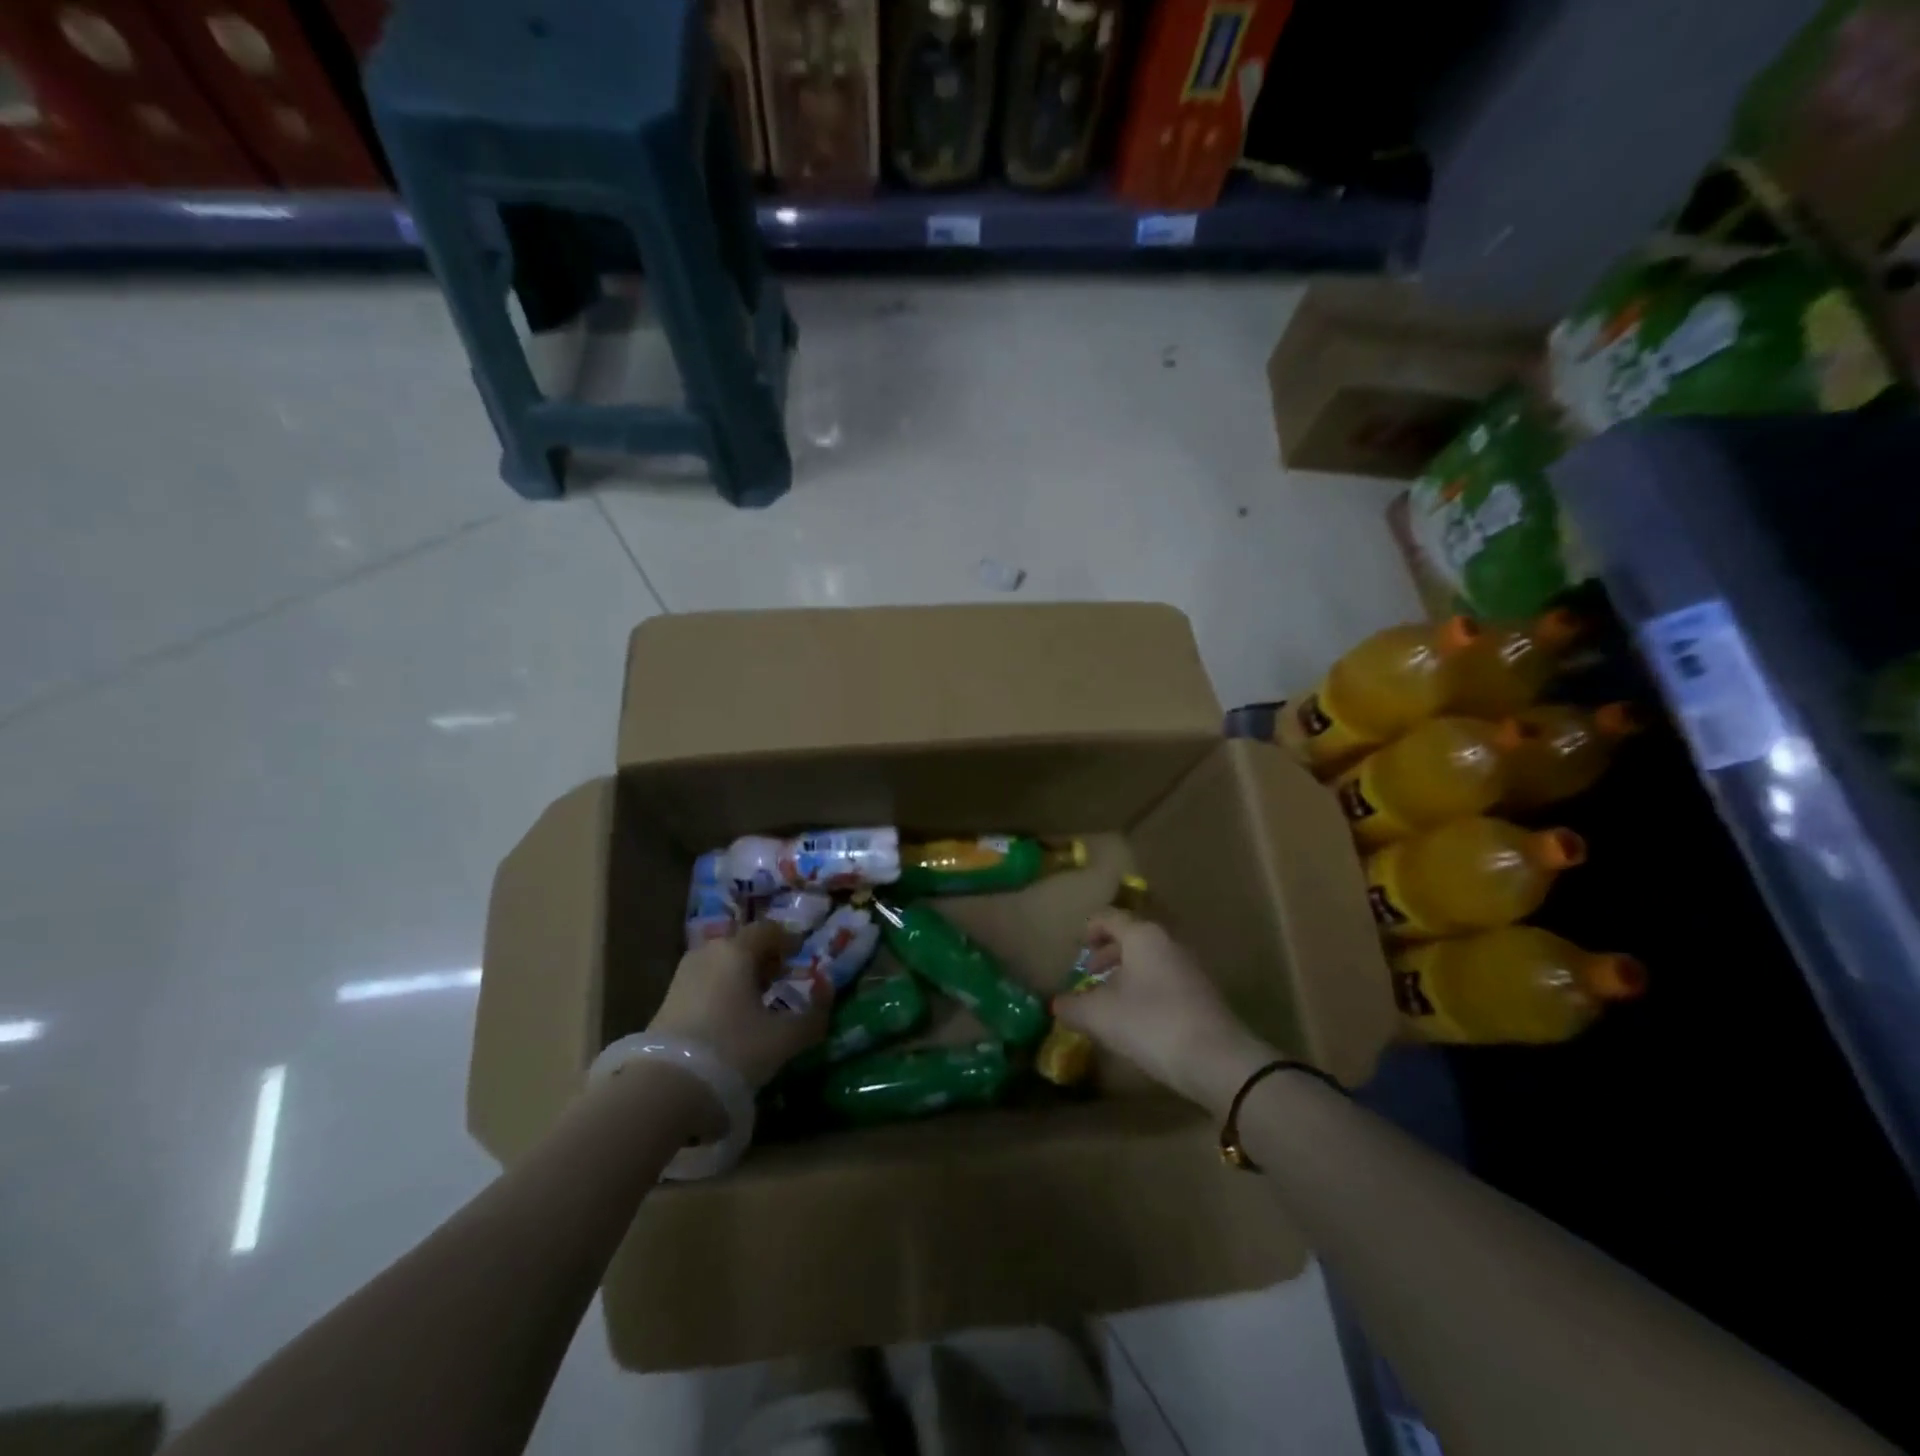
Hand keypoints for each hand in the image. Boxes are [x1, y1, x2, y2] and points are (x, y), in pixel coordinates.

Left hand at [646, 922, 828, 1090]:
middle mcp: (708, 953)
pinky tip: (731, 1020)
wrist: (663, 1087)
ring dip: (741, 976)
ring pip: (721, 964)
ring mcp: (683, 975)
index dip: (788, 941)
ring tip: (758, 1003)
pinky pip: (705, 983)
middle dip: (764, 959)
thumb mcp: (784, 1038)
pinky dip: (722, 991)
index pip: (768, 930)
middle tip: (782, 981)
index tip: (801, 958)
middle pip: (742, 945)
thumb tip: (827, 992)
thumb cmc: (732, 1049)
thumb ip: (813, 1014)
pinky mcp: (667, 1000)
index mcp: (737, 950)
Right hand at [1053, 910, 1272, 1114]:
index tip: (1077, 950)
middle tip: (1090, 975)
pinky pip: (1166, 979)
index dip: (1089, 929)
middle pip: (1132, 937)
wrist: (1217, 1060)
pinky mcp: (1204, 993)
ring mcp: (1191, 967)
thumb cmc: (1150, 1023)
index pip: (1109, 917)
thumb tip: (1058, 1003)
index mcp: (1142, 935)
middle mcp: (1168, 941)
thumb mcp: (1099, 1015)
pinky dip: (1146, 989)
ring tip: (1111, 1001)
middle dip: (1107, 954)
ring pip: (1150, 959)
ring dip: (1127, 974)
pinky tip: (1138, 1019)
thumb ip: (1072, 1006)